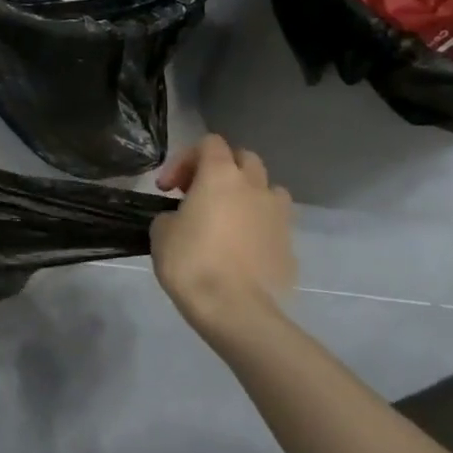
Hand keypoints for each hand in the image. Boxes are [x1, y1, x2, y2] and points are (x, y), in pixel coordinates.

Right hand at [150, 134, 295, 339]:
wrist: (236, 310)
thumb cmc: (191, 262)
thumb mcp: (161, 231)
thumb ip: (173, 214)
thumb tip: (184, 220)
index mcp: (221, 175)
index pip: (209, 142)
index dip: (184, 159)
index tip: (167, 188)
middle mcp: (254, 187)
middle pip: (244, 158)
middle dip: (221, 169)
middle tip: (198, 194)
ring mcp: (279, 216)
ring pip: (268, 189)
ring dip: (248, 195)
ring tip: (228, 218)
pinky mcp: (291, 246)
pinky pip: (275, 224)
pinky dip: (259, 227)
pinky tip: (242, 250)